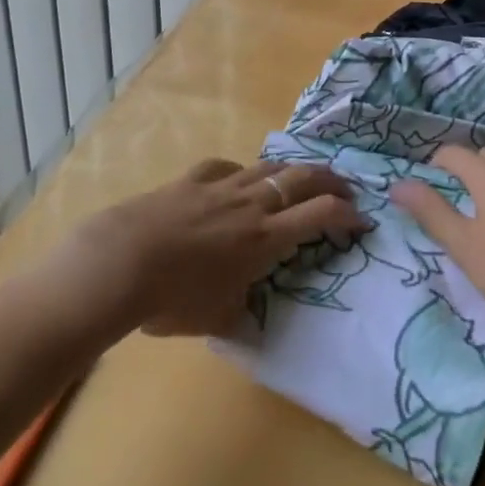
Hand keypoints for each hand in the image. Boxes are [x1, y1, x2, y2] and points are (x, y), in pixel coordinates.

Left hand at [44, 158, 368, 337]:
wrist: (121, 262)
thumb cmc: (173, 298)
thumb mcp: (216, 319)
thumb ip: (240, 314)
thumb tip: (249, 319)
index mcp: (265, 238)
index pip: (320, 214)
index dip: (348, 214)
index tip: (363, 219)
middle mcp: (252, 204)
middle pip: (303, 178)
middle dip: (331, 180)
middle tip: (345, 188)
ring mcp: (223, 186)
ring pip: (269, 166)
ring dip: (293, 171)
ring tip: (301, 178)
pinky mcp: (193, 179)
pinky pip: (226, 167)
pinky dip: (242, 171)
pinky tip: (239, 177)